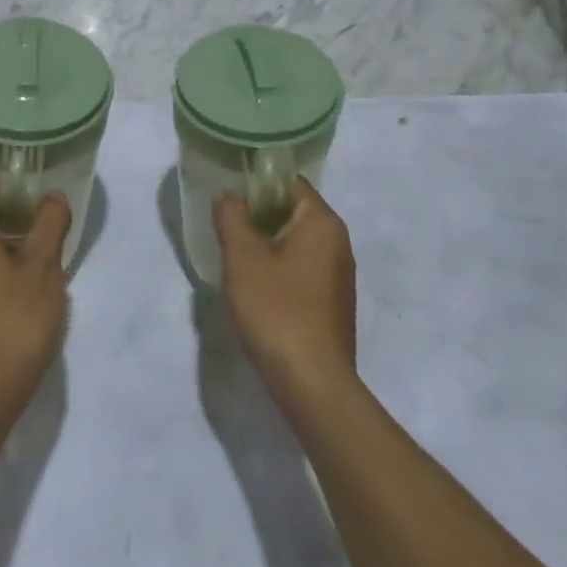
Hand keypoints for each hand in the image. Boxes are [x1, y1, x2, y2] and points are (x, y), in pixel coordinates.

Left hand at [0, 181, 70, 410]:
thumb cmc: (15, 319)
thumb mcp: (44, 265)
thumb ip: (50, 222)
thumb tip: (53, 197)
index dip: (23, 189)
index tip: (50, 200)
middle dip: (20, 221)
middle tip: (54, 232)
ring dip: (12, 249)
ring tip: (45, 263)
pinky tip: (25, 291)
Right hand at [214, 179, 355, 404]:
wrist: (313, 382)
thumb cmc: (277, 310)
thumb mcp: (242, 258)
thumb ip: (231, 218)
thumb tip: (228, 196)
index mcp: (322, 221)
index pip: (289, 183)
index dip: (257, 185)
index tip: (229, 198)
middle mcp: (338, 241)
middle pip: (294, 211)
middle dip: (259, 216)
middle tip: (227, 227)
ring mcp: (340, 273)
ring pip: (298, 241)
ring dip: (268, 244)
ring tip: (237, 257)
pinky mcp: (334, 301)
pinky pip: (304, 268)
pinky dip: (281, 268)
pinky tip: (258, 287)